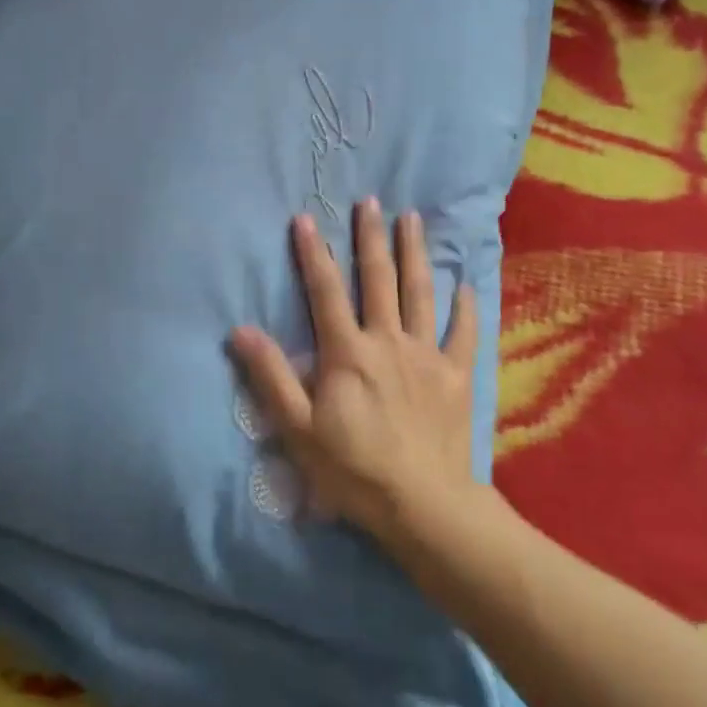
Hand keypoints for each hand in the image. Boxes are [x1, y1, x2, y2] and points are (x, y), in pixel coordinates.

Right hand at [230, 198, 479, 546]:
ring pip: (421, 293)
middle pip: (378, 279)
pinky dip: (465, 308)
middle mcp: (388, 341)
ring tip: (413, 219)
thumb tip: (240, 330)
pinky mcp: (456, 376)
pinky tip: (466, 285)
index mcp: (348, 352)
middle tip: (370, 201)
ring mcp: (427, 355)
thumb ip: (271, 377)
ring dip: (415, 253)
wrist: (424, 505)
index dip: (313, 253)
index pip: (326, 291)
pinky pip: (463, 334)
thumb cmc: (354, 470)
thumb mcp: (298, 429)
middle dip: (371, 237)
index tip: (306, 218)